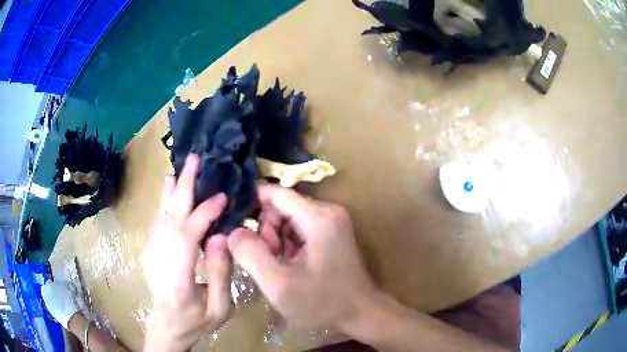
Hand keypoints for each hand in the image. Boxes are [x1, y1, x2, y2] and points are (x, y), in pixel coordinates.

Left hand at [142, 155, 231, 351]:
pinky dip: (165, 201)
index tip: (221, 198)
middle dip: (183, 187)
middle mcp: (160, 259)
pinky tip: (169, 187)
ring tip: (180, 168)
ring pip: (161, 215)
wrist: (167, 324)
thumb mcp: (220, 308)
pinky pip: (159, 221)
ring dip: (172, 190)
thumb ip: (220, 274)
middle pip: (170, 218)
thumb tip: (221, 237)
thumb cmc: (196, 320)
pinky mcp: (150, 249)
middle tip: (194, 160)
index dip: (203, 214)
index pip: (187, 237)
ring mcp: (151, 253)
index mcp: (178, 278)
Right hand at [227, 185, 376, 329]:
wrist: (359, 313)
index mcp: (318, 217)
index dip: (252, 203)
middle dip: (267, 230)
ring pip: (289, 217)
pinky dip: (289, 243)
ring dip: (277, 238)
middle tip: (269, 258)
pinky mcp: (332, 232)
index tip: (235, 223)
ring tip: (280, 264)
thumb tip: (233, 231)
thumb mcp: (279, 284)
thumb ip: (251, 254)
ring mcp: (332, 222)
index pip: (277, 193)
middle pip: (282, 206)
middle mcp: (328, 211)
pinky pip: (300, 228)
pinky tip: (290, 264)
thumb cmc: (321, 302)